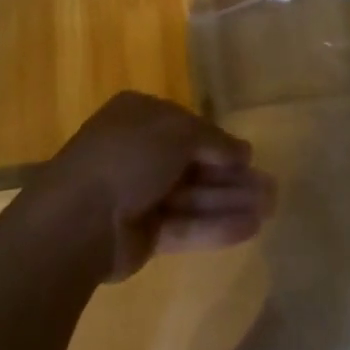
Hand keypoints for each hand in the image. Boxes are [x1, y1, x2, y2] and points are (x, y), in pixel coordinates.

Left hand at [26, 92, 275, 282]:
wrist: (79, 218)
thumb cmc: (128, 155)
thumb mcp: (178, 132)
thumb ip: (214, 141)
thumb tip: (244, 151)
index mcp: (139, 115)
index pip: (187, 126)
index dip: (219, 141)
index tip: (249, 157)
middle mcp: (139, 150)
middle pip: (194, 163)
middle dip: (232, 175)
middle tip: (271, 188)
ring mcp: (140, 193)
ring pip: (194, 194)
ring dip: (231, 200)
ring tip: (271, 208)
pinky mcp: (144, 233)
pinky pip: (185, 224)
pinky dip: (215, 225)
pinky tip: (250, 227)